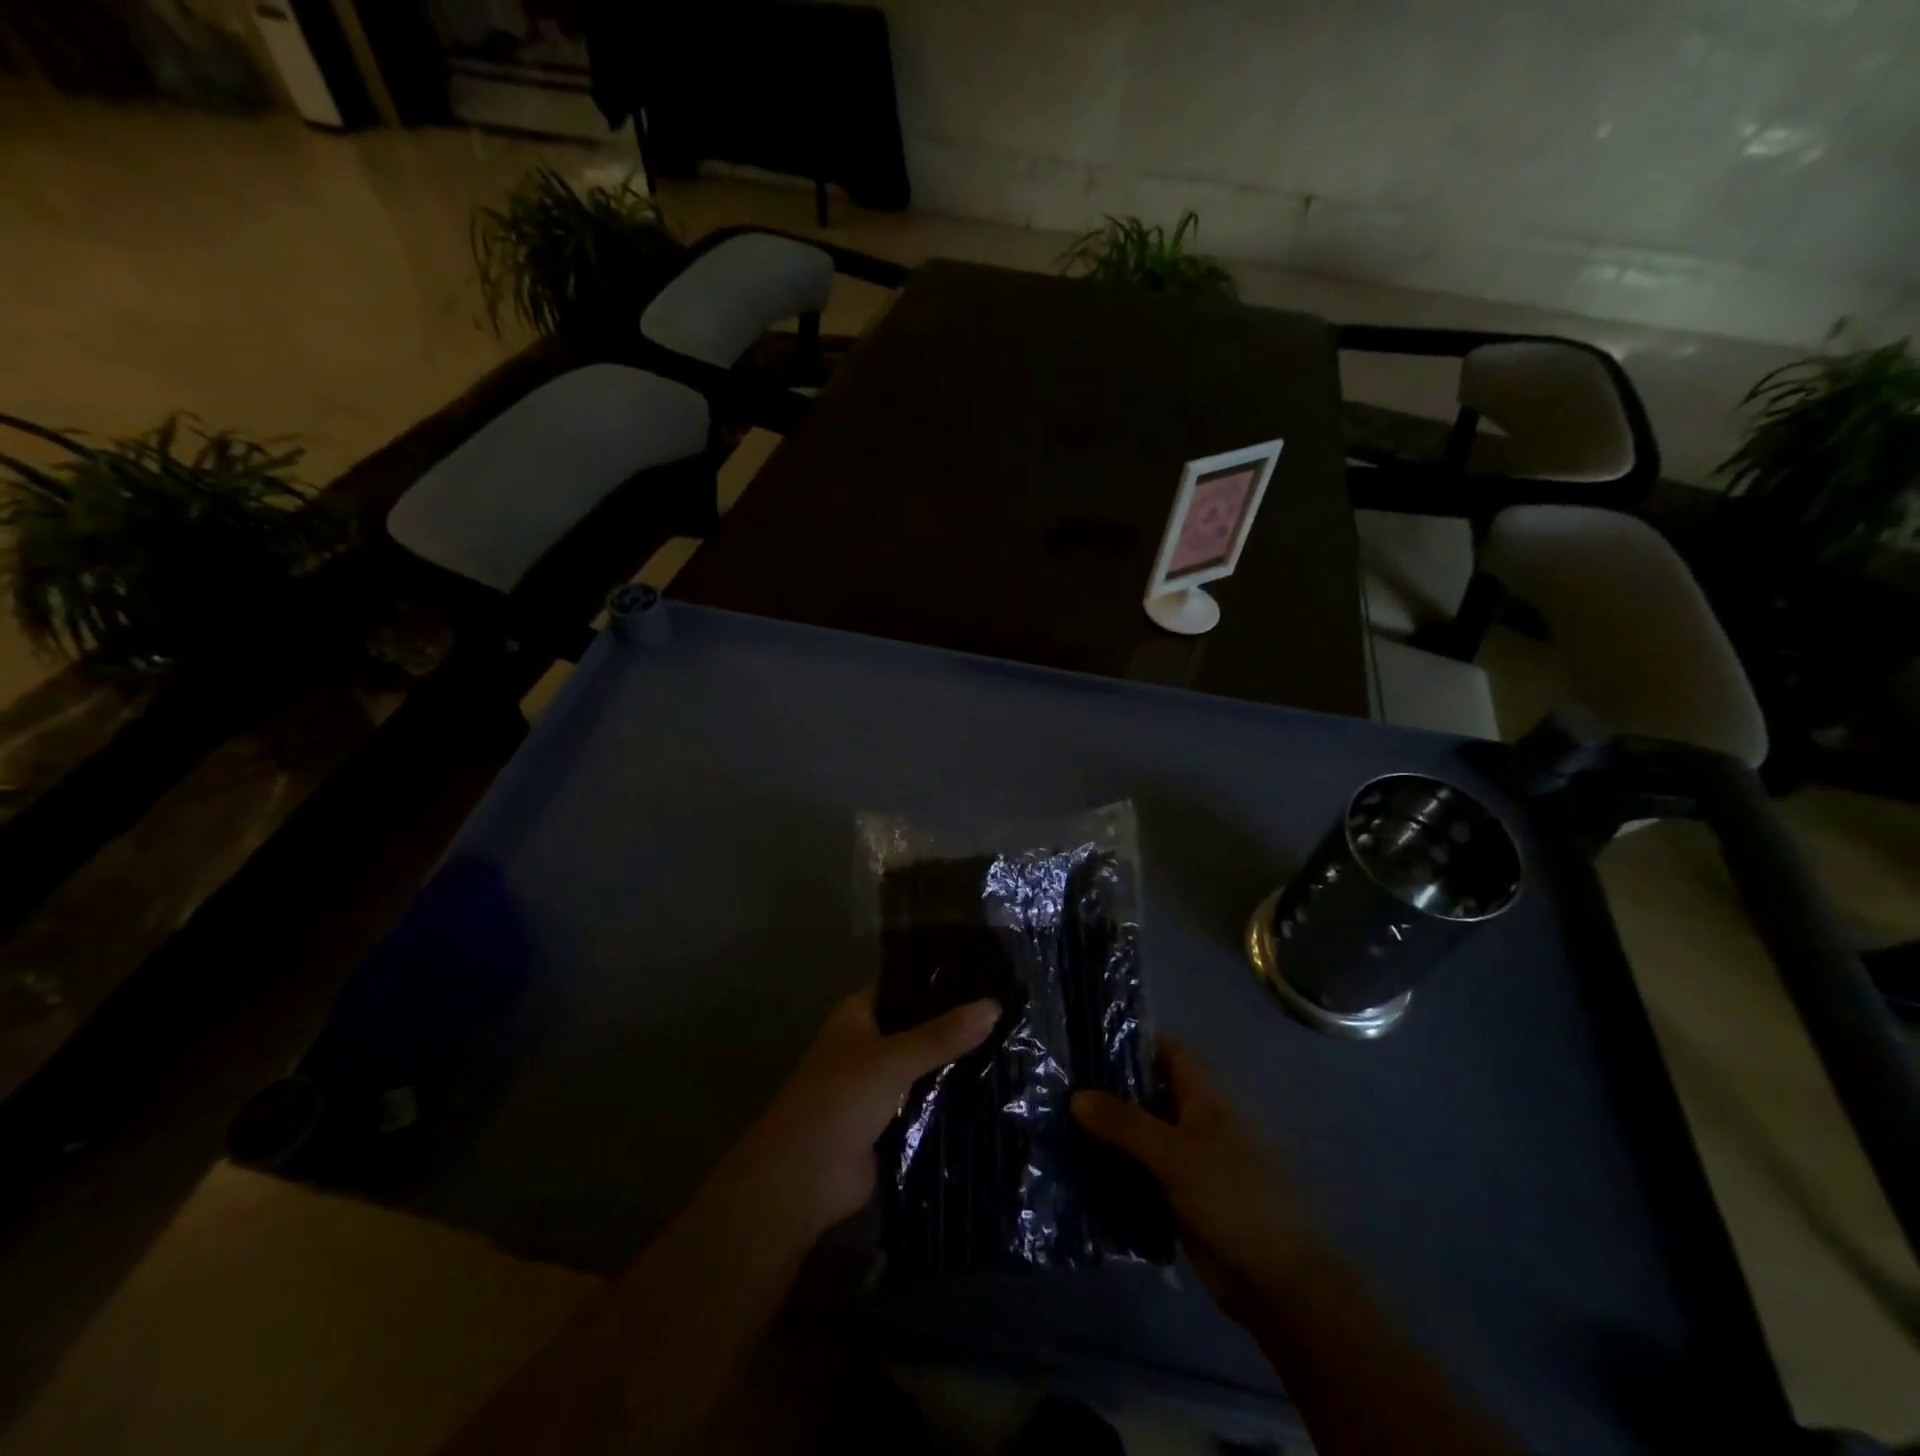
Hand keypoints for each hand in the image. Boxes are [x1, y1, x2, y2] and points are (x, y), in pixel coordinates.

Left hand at [742, 987, 999, 1240]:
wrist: (805, 1180)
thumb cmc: (839, 1100)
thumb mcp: (893, 1059)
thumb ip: (943, 1034)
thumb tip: (994, 1005)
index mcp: (859, 1015)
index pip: (904, 984)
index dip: (939, 978)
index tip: (986, 972)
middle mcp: (870, 1044)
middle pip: (920, 1026)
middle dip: (957, 1023)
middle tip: (1011, 1010)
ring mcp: (882, 1085)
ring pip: (928, 1065)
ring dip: (959, 1062)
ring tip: (1015, 1043)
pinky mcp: (894, 1123)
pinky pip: (930, 1102)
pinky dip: (954, 1098)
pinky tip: (996, 1088)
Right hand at [1072, 1039, 1313, 1319]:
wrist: (1275, 1282)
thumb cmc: (1231, 1197)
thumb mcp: (1173, 1154)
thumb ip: (1123, 1123)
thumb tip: (1075, 1096)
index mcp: (1205, 1095)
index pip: (1166, 1049)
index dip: (1130, 1041)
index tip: (1086, 1042)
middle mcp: (1196, 1118)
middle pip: (1148, 1091)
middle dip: (1109, 1089)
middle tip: (1060, 1086)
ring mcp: (1189, 1158)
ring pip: (1142, 1133)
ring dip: (1109, 1132)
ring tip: (1058, 1123)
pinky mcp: (1181, 1194)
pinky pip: (1142, 1170)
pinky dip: (1117, 1167)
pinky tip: (1079, 1168)